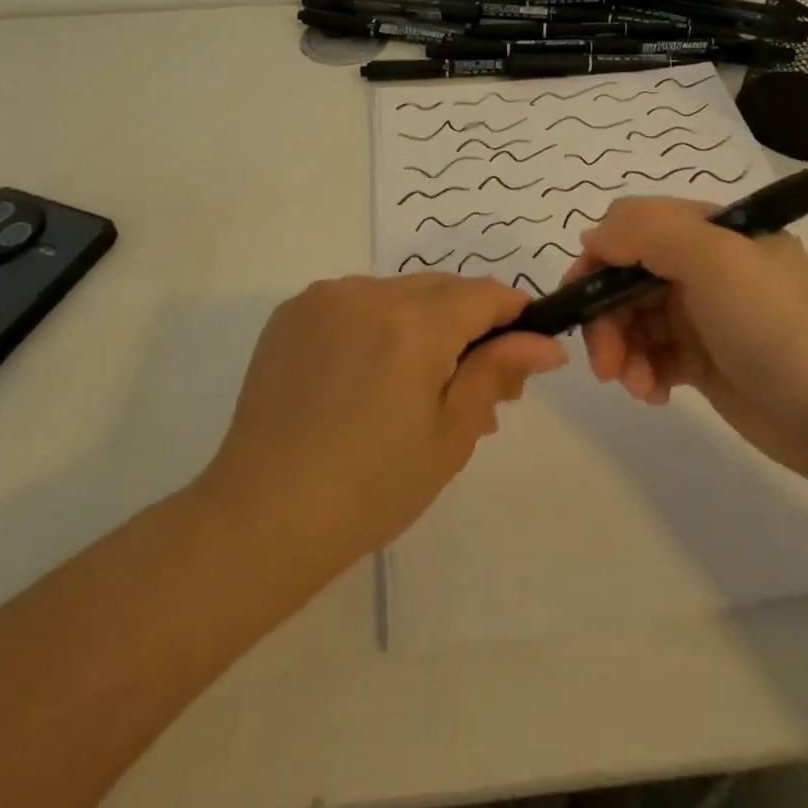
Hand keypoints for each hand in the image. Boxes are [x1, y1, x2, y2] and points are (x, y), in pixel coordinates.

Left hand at [196, 274, 566, 584]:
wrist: (261, 517)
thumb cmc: (370, 488)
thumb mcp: (449, 435)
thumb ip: (497, 373)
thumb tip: (546, 343)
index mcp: (414, 322)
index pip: (484, 294)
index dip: (513, 314)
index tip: (523, 350)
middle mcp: (369, 292)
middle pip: (441, 290)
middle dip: (467, 325)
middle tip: (470, 387)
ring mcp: (325, 298)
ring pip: (397, 294)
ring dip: (419, 325)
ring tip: (413, 389)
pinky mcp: (292, 312)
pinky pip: (354, 302)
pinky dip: (374, 326)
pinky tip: (362, 379)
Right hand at [562, 197, 807, 478]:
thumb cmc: (774, 324)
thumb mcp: (715, 259)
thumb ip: (646, 232)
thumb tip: (592, 235)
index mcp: (712, 230)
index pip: (635, 226)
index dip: (601, 257)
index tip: (581, 296)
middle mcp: (705, 265)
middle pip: (627, 277)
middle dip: (607, 316)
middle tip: (603, 362)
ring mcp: (704, 314)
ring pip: (634, 319)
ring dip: (623, 350)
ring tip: (635, 385)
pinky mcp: (703, 359)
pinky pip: (653, 355)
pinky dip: (644, 372)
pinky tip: (655, 395)